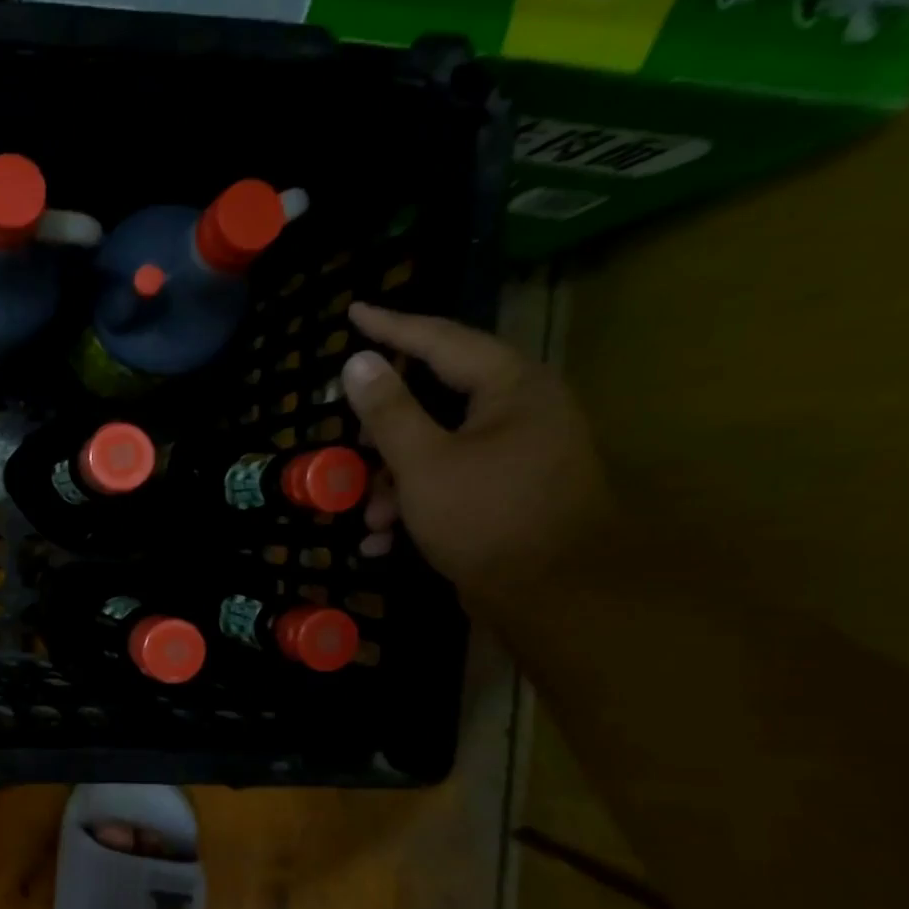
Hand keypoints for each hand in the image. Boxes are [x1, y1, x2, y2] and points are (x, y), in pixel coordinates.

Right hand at [340, 303, 610, 611]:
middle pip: (436, 399)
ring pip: (437, 449)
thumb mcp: (423, 462)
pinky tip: (385, 540)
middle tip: (351, 444)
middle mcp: (521, 410)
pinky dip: (416, 504)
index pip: (443, 339)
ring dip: (394, 481)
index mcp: (511, 387)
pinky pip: (451, 482)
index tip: (354, 312)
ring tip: (369, 518)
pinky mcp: (510, 492)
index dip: (393, 326)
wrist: (557, 596)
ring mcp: (518, 453)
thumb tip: (359, 361)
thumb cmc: (487, 517)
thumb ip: (388, 410)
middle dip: (384, 434)